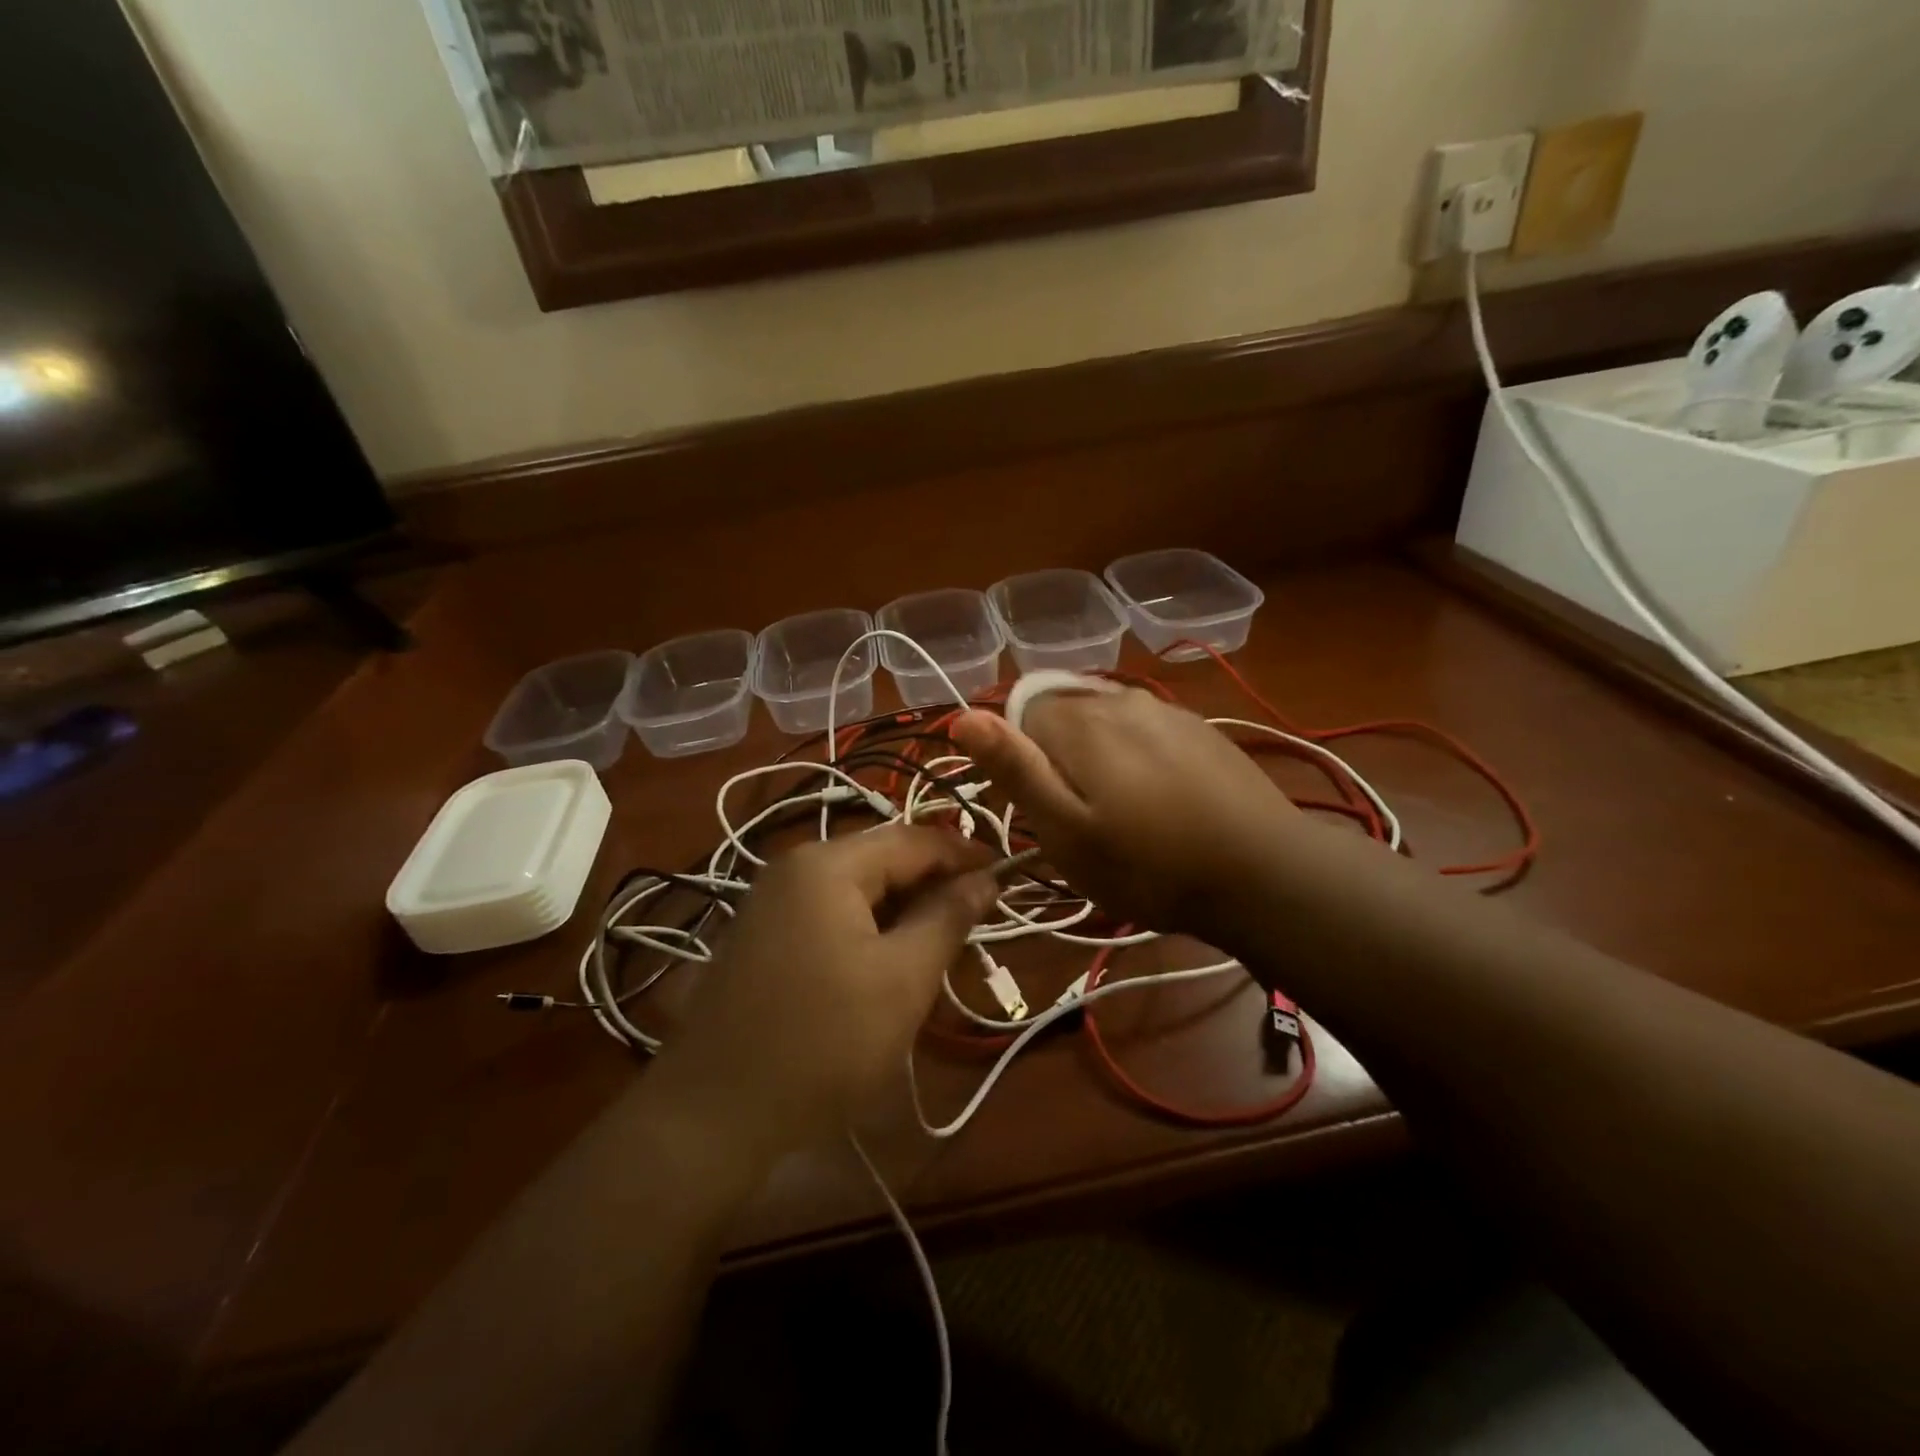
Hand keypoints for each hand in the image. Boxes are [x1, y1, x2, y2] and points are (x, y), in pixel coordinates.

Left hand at [647, 826, 996, 1164]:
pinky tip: (887, 965)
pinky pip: (829, 914)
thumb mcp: (903, 979)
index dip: (965, 854)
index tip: (1007, 876)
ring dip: (902, 911)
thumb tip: (986, 879)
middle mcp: (794, 867)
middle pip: (882, 859)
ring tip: (939, 947)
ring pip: (857, 889)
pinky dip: (868, 929)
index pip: (914, 839)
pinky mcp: (761, 936)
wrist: (710, 1115)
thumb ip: (947, 918)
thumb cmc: (822, 1042)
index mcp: (828, 864)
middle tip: (977, 921)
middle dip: (933, 886)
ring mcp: (770, 901)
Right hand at [952, 688, 1305, 936]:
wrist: (1263, 872)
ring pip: (1102, 721)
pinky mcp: (1198, 727)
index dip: (1016, 760)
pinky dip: (1134, 756)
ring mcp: (1164, 709)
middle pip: (1060, 714)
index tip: (1037, 809)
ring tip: (1120, 814)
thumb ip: (1015, 769)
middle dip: (1056, 757)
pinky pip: (1142, 730)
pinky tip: (1158, 800)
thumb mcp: (1066, 831)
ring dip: (1096, 757)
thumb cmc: (1149, 864)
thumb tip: (963, 715)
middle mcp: (1117, 698)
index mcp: (1077, 720)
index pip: (1017, 714)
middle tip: (1078, 820)